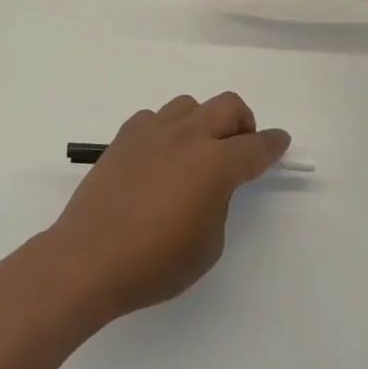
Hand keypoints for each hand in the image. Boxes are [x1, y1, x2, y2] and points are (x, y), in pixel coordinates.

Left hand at [45, 92, 289, 319]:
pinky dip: (167, 130)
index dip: (273, 144)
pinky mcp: (124, 137)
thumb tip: (210, 186)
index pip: (256, 147)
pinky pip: (155, 118)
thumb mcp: (207, 246)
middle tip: (241, 148)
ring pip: (190, 105)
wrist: (87, 260)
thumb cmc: (153, 264)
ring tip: (197, 152)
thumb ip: (218, 204)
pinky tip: (160, 157)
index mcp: (214, 164)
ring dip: (204, 122)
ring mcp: (152, 132)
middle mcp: (187, 137)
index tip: (280, 142)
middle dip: (244, 122)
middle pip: (228, 106)